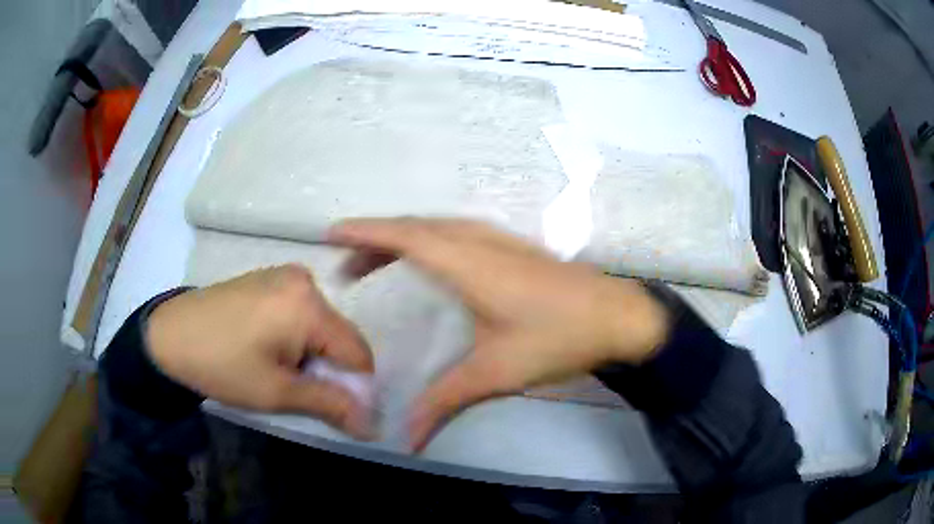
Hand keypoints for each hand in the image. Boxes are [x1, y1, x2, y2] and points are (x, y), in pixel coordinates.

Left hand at [146, 265, 373, 438]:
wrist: (168, 335)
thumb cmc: (221, 366)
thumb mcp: (276, 392)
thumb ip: (330, 405)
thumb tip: (373, 426)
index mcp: (308, 305)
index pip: (358, 352)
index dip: (356, 387)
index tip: (339, 411)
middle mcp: (303, 281)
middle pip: (339, 336)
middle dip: (329, 369)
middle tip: (299, 391)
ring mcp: (284, 276)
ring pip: (320, 325)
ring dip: (312, 354)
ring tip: (280, 371)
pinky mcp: (268, 279)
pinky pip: (300, 312)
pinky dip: (296, 337)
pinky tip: (269, 349)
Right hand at [329, 218, 668, 449]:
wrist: (619, 317)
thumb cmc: (558, 337)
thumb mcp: (496, 372)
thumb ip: (446, 401)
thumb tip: (407, 438)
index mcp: (469, 261)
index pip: (404, 236)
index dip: (365, 232)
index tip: (331, 234)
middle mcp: (479, 240)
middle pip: (416, 228)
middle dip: (375, 240)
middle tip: (346, 267)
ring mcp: (500, 239)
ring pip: (437, 228)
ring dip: (402, 239)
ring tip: (375, 262)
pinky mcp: (514, 247)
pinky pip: (456, 233)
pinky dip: (428, 240)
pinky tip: (427, 261)